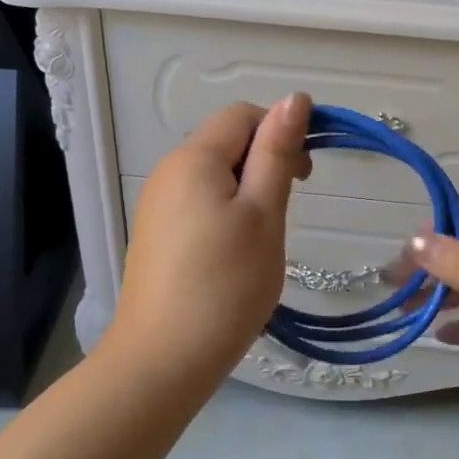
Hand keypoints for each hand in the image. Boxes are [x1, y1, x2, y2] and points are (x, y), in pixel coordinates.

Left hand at [104, 95, 312, 387]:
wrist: (162, 360)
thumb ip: (277, 154)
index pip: (243, 115)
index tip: (305, 178)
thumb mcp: (263, 215)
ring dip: (246, 193)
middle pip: (225, 144)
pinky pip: (197, 204)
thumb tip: (296, 98)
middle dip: (264, 164)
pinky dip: (224, 215)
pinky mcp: (154, 236)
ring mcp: (156, 206)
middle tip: (285, 215)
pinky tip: (232, 256)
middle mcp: (167, 172)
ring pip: (213, 177)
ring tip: (261, 241)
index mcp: (194, 159)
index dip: (280, 132)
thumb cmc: (225, 285)